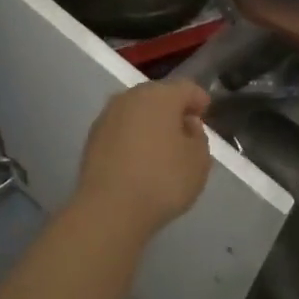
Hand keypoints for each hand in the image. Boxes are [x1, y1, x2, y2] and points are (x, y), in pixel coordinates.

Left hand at [74, 80, 212, 237]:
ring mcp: (107, 117)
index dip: (199, 100)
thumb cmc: (163, 180)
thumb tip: (186, 125)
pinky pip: (121, 130)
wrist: (109, 209)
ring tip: (162, 147)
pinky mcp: (92, 139)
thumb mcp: (199, 161)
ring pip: (136, 113)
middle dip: (173, 110)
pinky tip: (140, 159)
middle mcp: (130, 98)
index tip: (206, 114)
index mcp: (160, 95)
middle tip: (185, 131)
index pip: (186, 88)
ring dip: (150, 124)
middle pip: (158, 96)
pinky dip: (133, 138)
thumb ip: (198, 137)